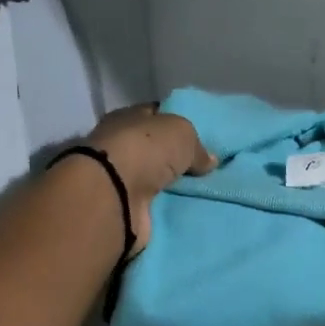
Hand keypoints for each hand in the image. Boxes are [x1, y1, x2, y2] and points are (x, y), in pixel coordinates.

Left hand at [84, 103, 214, 254]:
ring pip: (156, 180)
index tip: (203, 135)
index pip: (155, 115)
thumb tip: (209, 160)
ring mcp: (120, 180)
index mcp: (126, 119)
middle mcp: (120, 147)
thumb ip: (197, 145)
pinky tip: (190, 210)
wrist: (115, 197)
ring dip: (174, 187)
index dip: (178, 123)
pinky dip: (169, 209)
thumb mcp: (181, 132)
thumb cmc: (144, 150)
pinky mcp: (124, 208)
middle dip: (178, 159)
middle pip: (156, 150)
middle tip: (208, 168)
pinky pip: (155, 206)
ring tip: (205, 191)